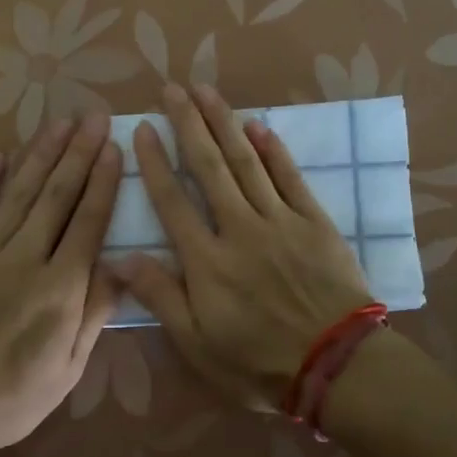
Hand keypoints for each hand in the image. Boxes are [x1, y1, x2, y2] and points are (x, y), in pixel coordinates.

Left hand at [0, 115, 122, 456]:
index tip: (113, 147)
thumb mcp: (68, 369)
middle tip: (92, 117)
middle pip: (56, 196)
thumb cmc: (10, 400)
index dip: (103, 182)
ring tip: (57, 124)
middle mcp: (23, 259)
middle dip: (78, 153)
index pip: (88, 222)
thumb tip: (124, 266)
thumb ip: (95, 313)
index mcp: (60, 288)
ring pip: (16, 195)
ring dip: (39, 156)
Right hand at [113, 83, 374, 413]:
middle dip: (188, 125)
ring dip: (225, 124)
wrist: (337, 366)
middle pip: (209, 168)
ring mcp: (280, 221)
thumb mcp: (198, 344)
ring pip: (247, 162)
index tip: (142, 128)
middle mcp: (239, 228)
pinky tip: (258, 126)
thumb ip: (161, 297)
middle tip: (172, 90)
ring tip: (206, 92)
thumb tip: (119, 257)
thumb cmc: (259, 362)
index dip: (154, 163)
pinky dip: (274, 150)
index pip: (172, 201)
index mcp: (207, 261)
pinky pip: (290, 177)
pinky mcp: (315, 222)